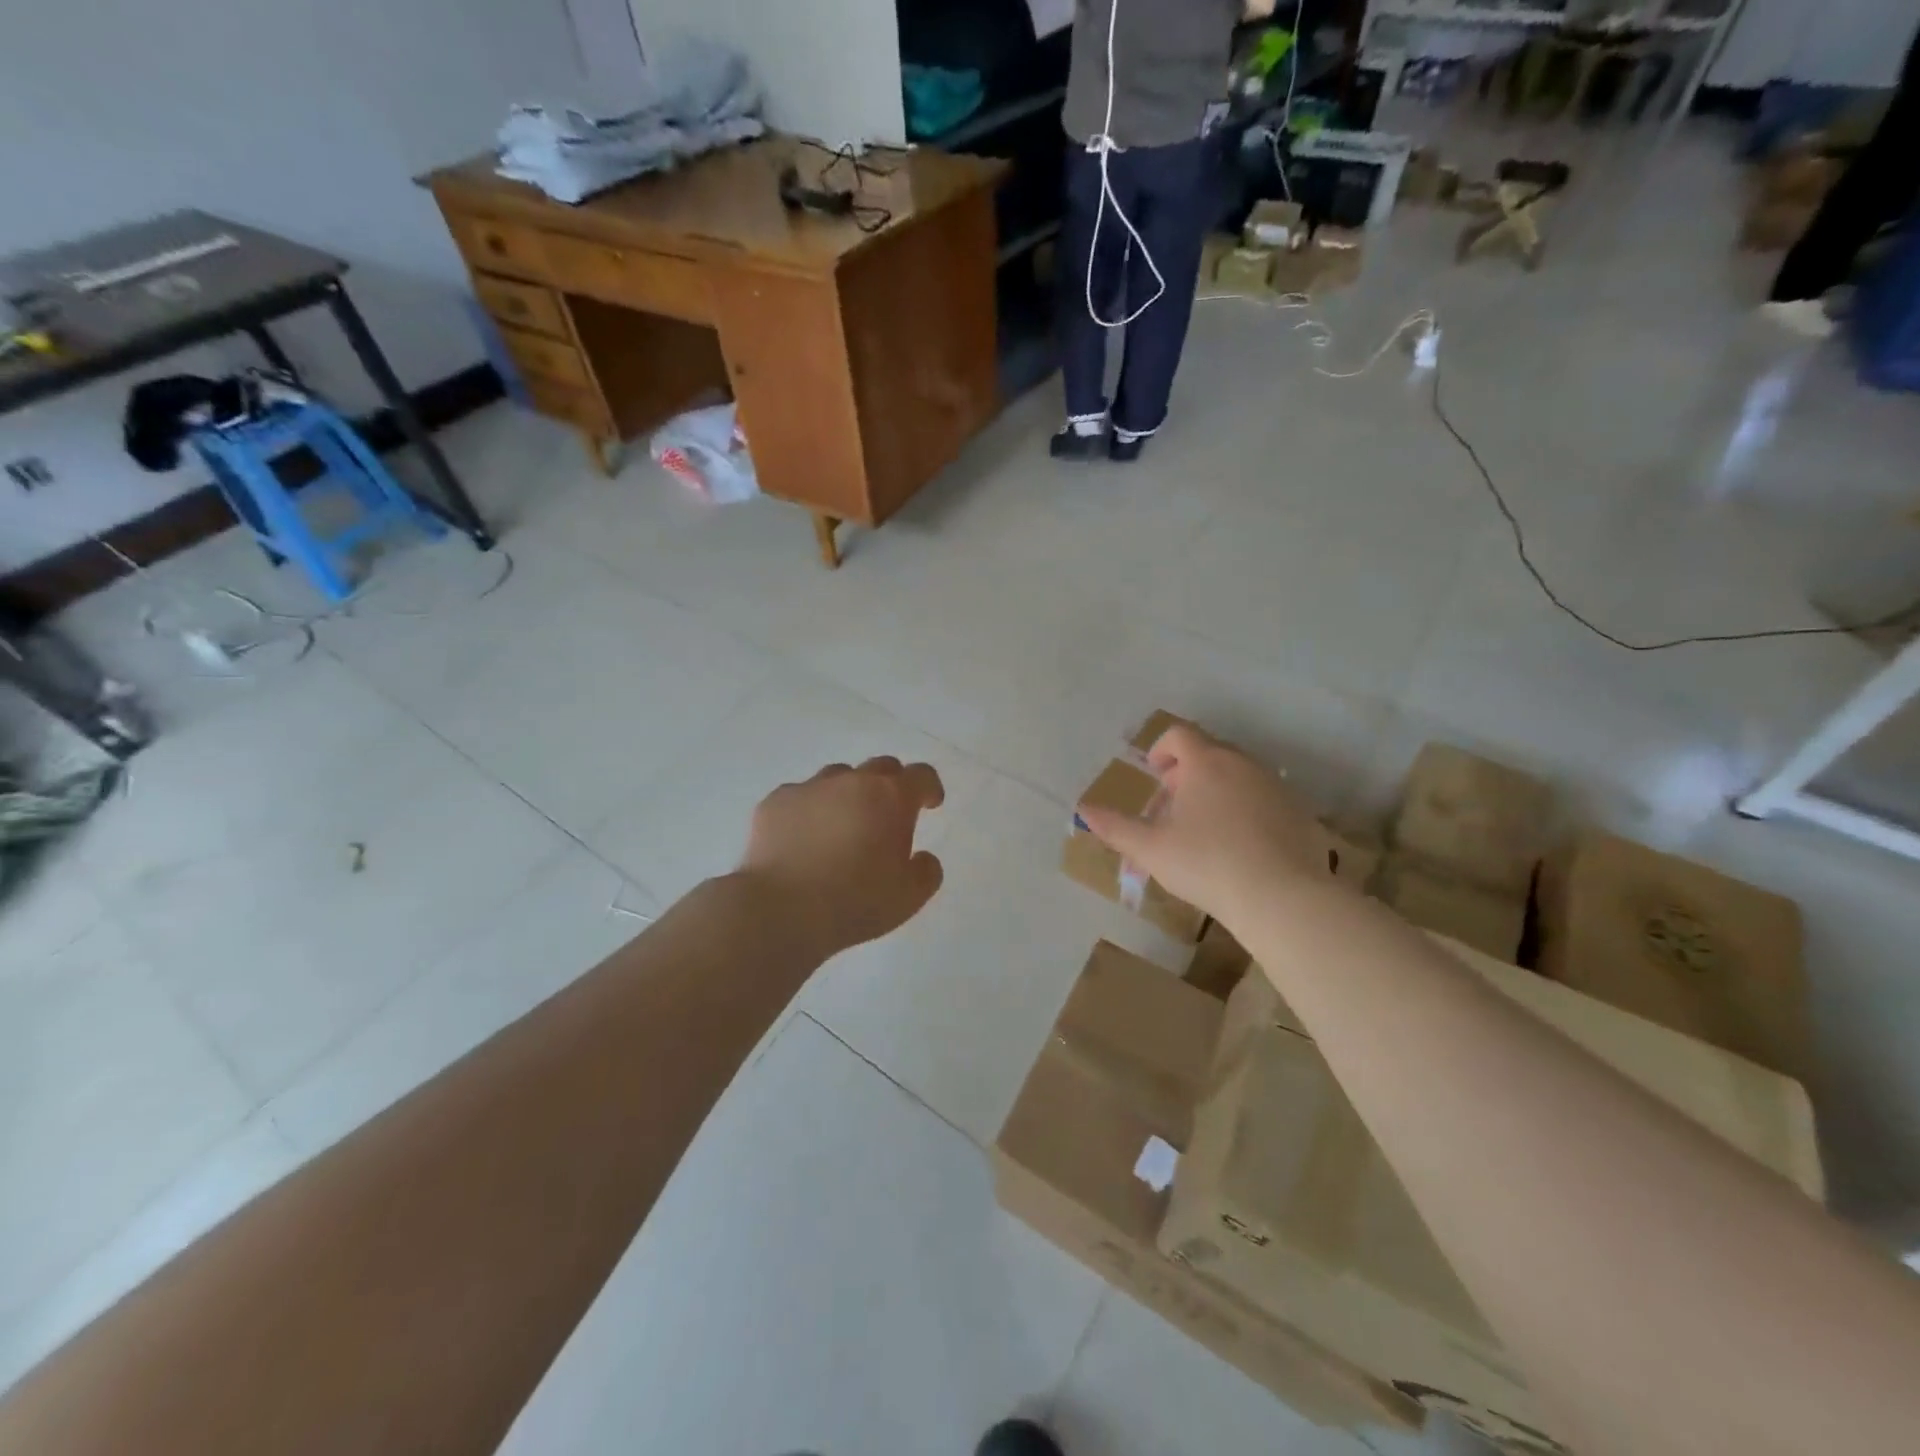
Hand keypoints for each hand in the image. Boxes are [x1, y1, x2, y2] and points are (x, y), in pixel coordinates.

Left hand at [739, 756, 946, 958]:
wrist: (781, 910)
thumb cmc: (855, 902)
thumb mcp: (909, 897)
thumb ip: (926, 871)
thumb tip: (921, 858)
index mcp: (891, 797)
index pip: (921, 775)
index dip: (929, 787)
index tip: (930, 804)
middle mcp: (852, 782)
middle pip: (880, 767)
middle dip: (891, 785)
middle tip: (888, 814)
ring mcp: (810, 788)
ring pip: (837, 777)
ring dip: (848, 794)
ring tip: (843, 825)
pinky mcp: (775, 802)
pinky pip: (800, 796)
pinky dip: (809, 811)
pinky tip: (804, 839)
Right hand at [1076, 724, 1335, 930]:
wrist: (1282, 898)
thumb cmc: (1206, 864)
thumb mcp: (1150, 849)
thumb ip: (1115, 826)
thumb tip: (1083, 810)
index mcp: (1206, 763)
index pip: (1179, 734)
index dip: (1161, 750)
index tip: (1154, 776)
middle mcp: (1244, 764)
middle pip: (1210, 752)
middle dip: (1186, 774)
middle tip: (1172, 808)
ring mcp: (1277, 787)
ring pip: (1239, 776)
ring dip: (1217, 791)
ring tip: (1204, 831)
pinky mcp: (1300, 813)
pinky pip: (1265, 799)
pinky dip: (1247, 811)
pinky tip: (1241, 848)